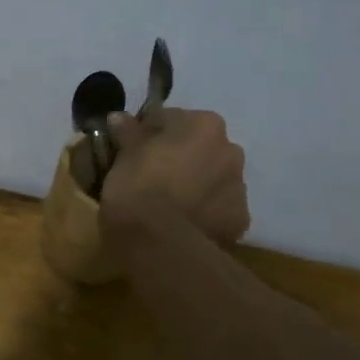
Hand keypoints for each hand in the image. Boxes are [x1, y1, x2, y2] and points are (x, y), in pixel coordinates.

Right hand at [99, 107, 249, 243]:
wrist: (159, 243)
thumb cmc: (137, 188)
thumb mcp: (124, 156)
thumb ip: (127, 132)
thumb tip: (120, 116)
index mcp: (204, 125)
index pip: (172, 119)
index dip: (150, 133)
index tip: (133, 150)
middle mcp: (230, 150)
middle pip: (200, 148)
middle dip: (181, 158)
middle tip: (153, 177)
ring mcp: (239, 187)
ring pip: (213, 178)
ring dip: (196, 184)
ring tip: (170, 204)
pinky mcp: (239, 220)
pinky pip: (218, 209)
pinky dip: (204, 212)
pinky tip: (184, 224)